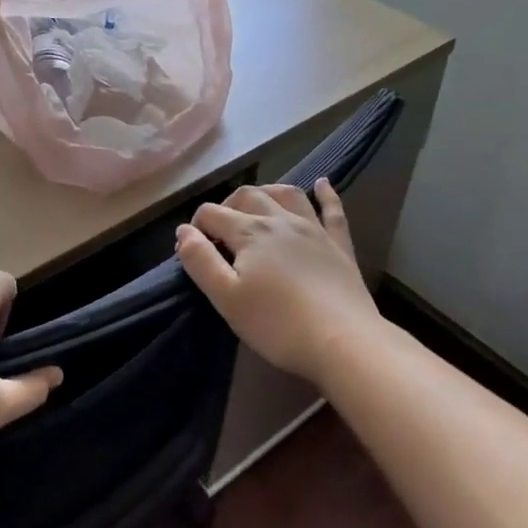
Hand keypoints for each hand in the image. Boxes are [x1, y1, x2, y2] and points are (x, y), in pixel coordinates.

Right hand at [175, 179, 380, 384]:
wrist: (344, 343)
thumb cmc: (278, 324)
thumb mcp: (226, 297)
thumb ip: (200, 260)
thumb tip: (183, 231)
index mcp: (249, 232)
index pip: (212, 214)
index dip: (197, 227)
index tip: (194, 250)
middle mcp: (279, 220)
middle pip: (247, 196)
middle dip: (227, 205)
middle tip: (220, 231)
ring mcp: (313, 230)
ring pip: (287, 194)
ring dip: (267, 191)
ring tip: (257, 202)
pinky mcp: (339, 246)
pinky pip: (333, 211)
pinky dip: (326, 194)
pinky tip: (322, 183)